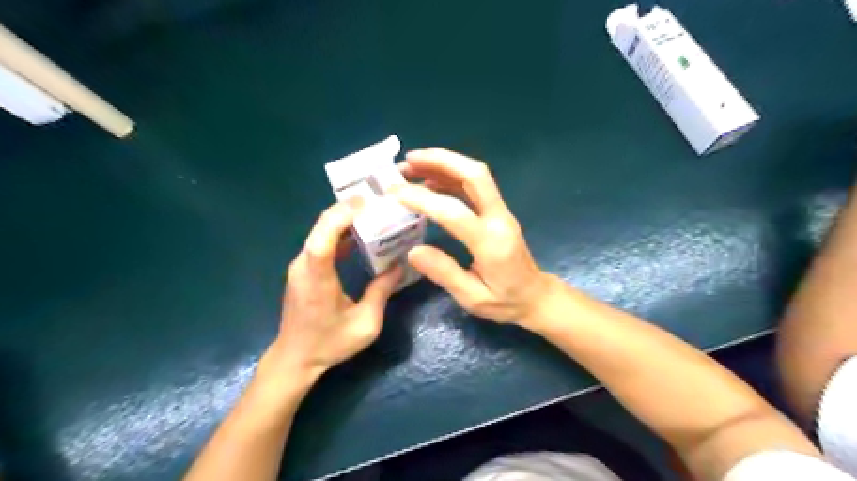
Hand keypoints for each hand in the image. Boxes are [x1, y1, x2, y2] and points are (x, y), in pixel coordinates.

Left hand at [263, 201, 403, 385]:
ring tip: (373, 213)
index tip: (366, 202)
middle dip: (348, 210)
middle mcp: (303, 265)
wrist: (295, 358)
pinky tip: (360, 235)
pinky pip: (321, 243)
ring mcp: (301, 266)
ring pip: (321, 232)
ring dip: (345, 220)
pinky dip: (340, 234)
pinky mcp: (303, 270)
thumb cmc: (329, 343)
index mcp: (316, 278)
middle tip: (378, 202)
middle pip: (321, 227)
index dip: (341, 215)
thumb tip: (400, 264)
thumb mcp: (365, 323)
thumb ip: (382, 291)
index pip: (323, 237)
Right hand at [394, 149, 547, 324]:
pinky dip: (450, 177)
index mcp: (491, 243)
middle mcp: (499, 219)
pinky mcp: (497, 211)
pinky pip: (475, 186)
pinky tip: (429, 181)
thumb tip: (412, 252)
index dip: (424, 199)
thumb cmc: (505, 301)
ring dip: (444, 164)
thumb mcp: (472, 298)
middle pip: (475, 175)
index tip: (395, 193)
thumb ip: (444, 273)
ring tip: (411, 166)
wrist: (535, 296)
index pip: (455, 212)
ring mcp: (501, 211)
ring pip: (475, 175)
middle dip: (441, 160)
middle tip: (407, 160)